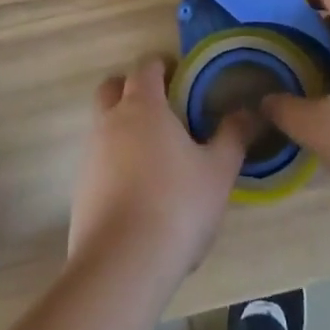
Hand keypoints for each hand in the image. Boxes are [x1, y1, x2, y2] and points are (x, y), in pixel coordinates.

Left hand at [68, 54, 249, 288]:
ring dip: (122, 128)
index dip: (162, 66)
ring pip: (102, 125)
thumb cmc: (176, 205)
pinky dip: (114, 164)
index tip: (181, 76)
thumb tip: (249, 111)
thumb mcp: (218, 171)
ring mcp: (90, 155)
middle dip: (131, 89)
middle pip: (112, 88)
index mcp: (142, 106)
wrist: (122, 264)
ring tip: (155, 156)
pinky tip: (138, 192)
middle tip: (161, 108)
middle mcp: (110, 121)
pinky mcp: (80, 189)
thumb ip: (233, 136)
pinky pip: (98, 162)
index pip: (145, 67)